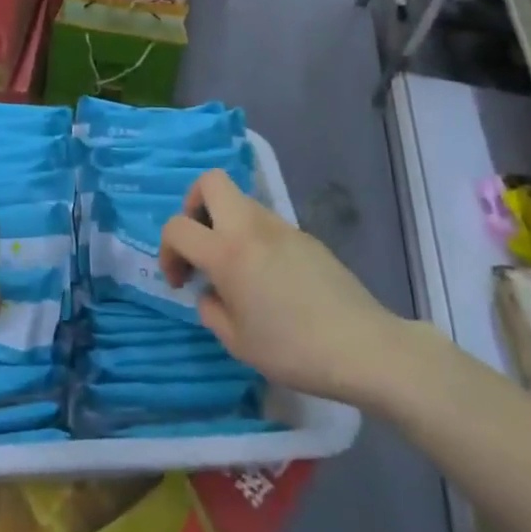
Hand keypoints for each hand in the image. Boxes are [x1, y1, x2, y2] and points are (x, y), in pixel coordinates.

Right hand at [162, 170, 399, 401]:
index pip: (177, 226)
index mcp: (227, 252)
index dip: (167, 251)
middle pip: (209, 182)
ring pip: (240, 200)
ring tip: (234, 267)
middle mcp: (251, 226)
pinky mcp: (305, 236)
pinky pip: (266, 222)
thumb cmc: (293, 349)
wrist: (363, 347)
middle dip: (193, 206)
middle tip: (200, 245)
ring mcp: (282, 226)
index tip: (181, 282)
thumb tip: (211, 293)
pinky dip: (253, 237)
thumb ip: (211, 310)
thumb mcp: (237, 342)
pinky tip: (268, 278)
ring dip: (225, 222)